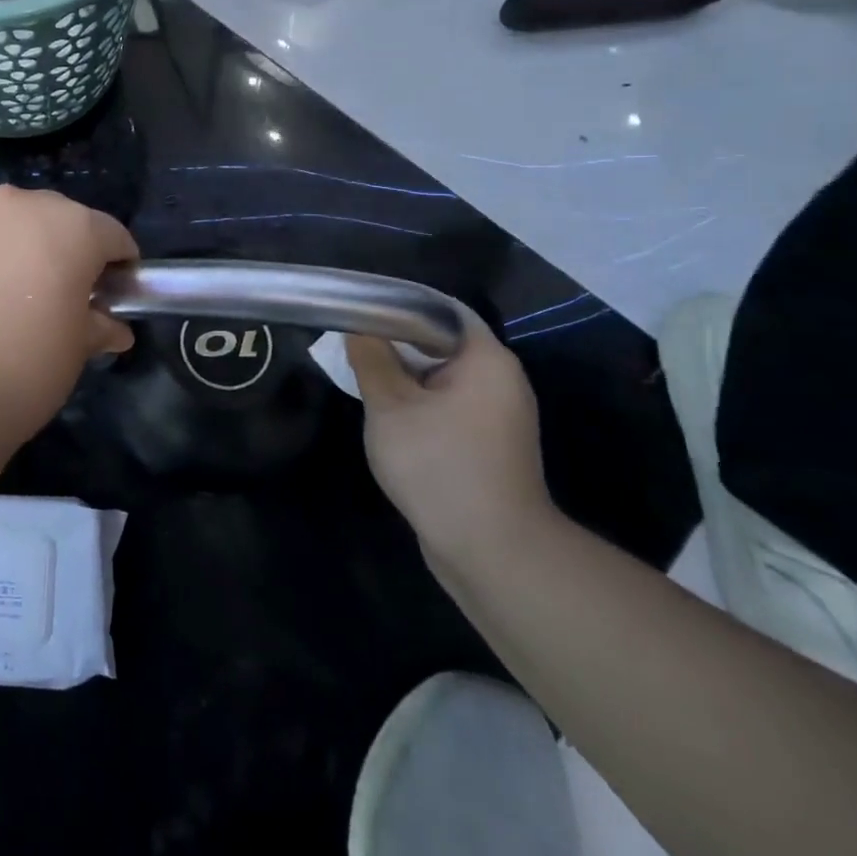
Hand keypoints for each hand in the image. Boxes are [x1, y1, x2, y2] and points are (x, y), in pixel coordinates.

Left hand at [0, 185, 137, 433]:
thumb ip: (98, 327)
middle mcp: (22, 206)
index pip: (113, 236)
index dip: (121, 267)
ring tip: (16, 301)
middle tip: (66, 297)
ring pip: (13, 227)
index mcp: (72, 226)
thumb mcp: (76, 349)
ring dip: (23, 252)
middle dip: (69, 252)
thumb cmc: (26, 364)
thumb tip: (113, 330)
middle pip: (60, 220)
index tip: (116, 297)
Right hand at [345, 308, 553, 568]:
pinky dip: (420, 404)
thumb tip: (360, 329)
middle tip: (354, 345)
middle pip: (443, 344)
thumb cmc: (439, 464)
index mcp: (487, 360)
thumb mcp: (390, 406)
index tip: (361, 310)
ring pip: (443, 379)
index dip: (400, 305)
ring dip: (405, 377)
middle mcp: (502, 381)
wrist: (491, 550)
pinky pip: (450, 407)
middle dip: (397, 344)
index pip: (443, 311)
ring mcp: (499, 417)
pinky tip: (390, 417)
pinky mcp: (489, 445)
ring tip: (364, 378)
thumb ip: (372, 360)